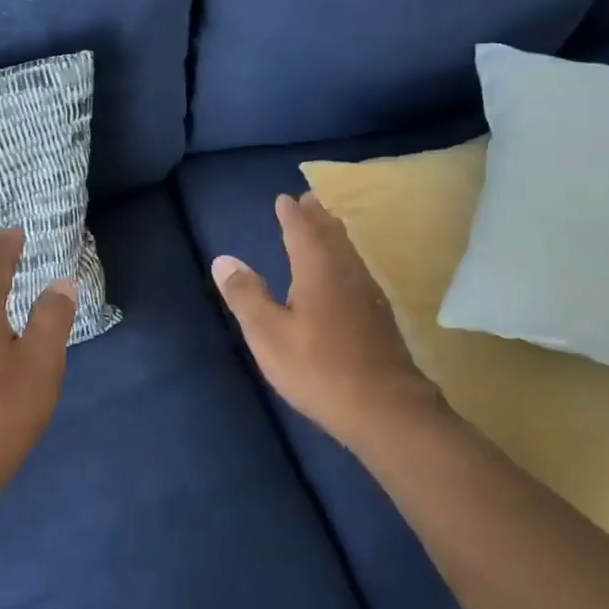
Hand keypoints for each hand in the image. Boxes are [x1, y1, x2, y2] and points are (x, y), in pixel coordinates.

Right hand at [213, 192, 445, 448]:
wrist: (385, 409)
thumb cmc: (318, 368)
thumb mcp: (268, 334)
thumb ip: (245, 295)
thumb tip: (223, 259)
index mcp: (317, 270)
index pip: (302, 230)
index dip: (292, 214)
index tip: (284, 199)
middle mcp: (346, 272)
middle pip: (332, 235)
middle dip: (318, 216)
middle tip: (309, 200)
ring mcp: (369, 294)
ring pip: (349, 252)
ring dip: (334, 234)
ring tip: (326, 226)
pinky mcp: (380, 317)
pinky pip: (358, 270)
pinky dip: (345, 258)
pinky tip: (345, 275)